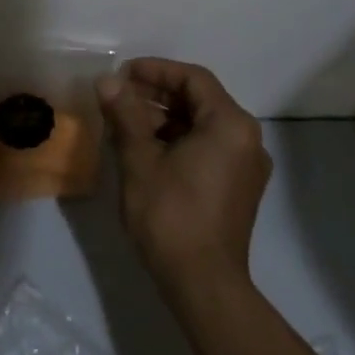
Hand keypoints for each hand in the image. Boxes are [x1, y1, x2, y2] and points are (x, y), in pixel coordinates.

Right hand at [96, 58, 271, 296]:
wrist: (203, 284)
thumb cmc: (171, 216)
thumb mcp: (140, 160)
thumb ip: (125, 114)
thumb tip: (106, 81)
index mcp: (230, 124)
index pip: (192, 79)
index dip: (155, 70)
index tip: (122, 74)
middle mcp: (247, 138)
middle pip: (200, 100)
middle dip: (158, 94)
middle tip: (119, 96)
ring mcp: (247, 166)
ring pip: (204, 125)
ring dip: (166, 118)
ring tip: (126, 123)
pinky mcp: (240, 188)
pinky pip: (210, 148)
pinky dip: (180, 141)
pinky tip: (147, 151)